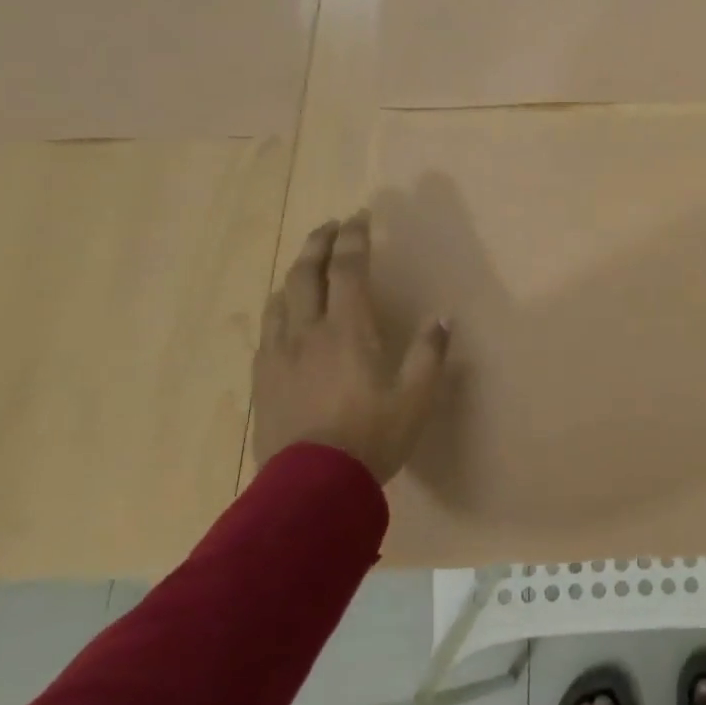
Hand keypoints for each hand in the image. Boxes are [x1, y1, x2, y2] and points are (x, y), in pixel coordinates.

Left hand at [252, 212, 450, 482]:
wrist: (310, 487)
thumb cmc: (372, 437)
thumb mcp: (416, 398)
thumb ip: (429, 354)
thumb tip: (442, 319)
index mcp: (348, 330)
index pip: (347, 269)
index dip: (354, 238)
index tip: (361, 217)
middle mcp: (308, 331)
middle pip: (306, 273)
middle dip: (318, 243)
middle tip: (331, 226)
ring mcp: (280, 354)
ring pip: (281, 297)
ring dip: (296, 271)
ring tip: (308, 264)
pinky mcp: (263, 378)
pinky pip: (268, 327)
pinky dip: (280, 305)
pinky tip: (285, 314)